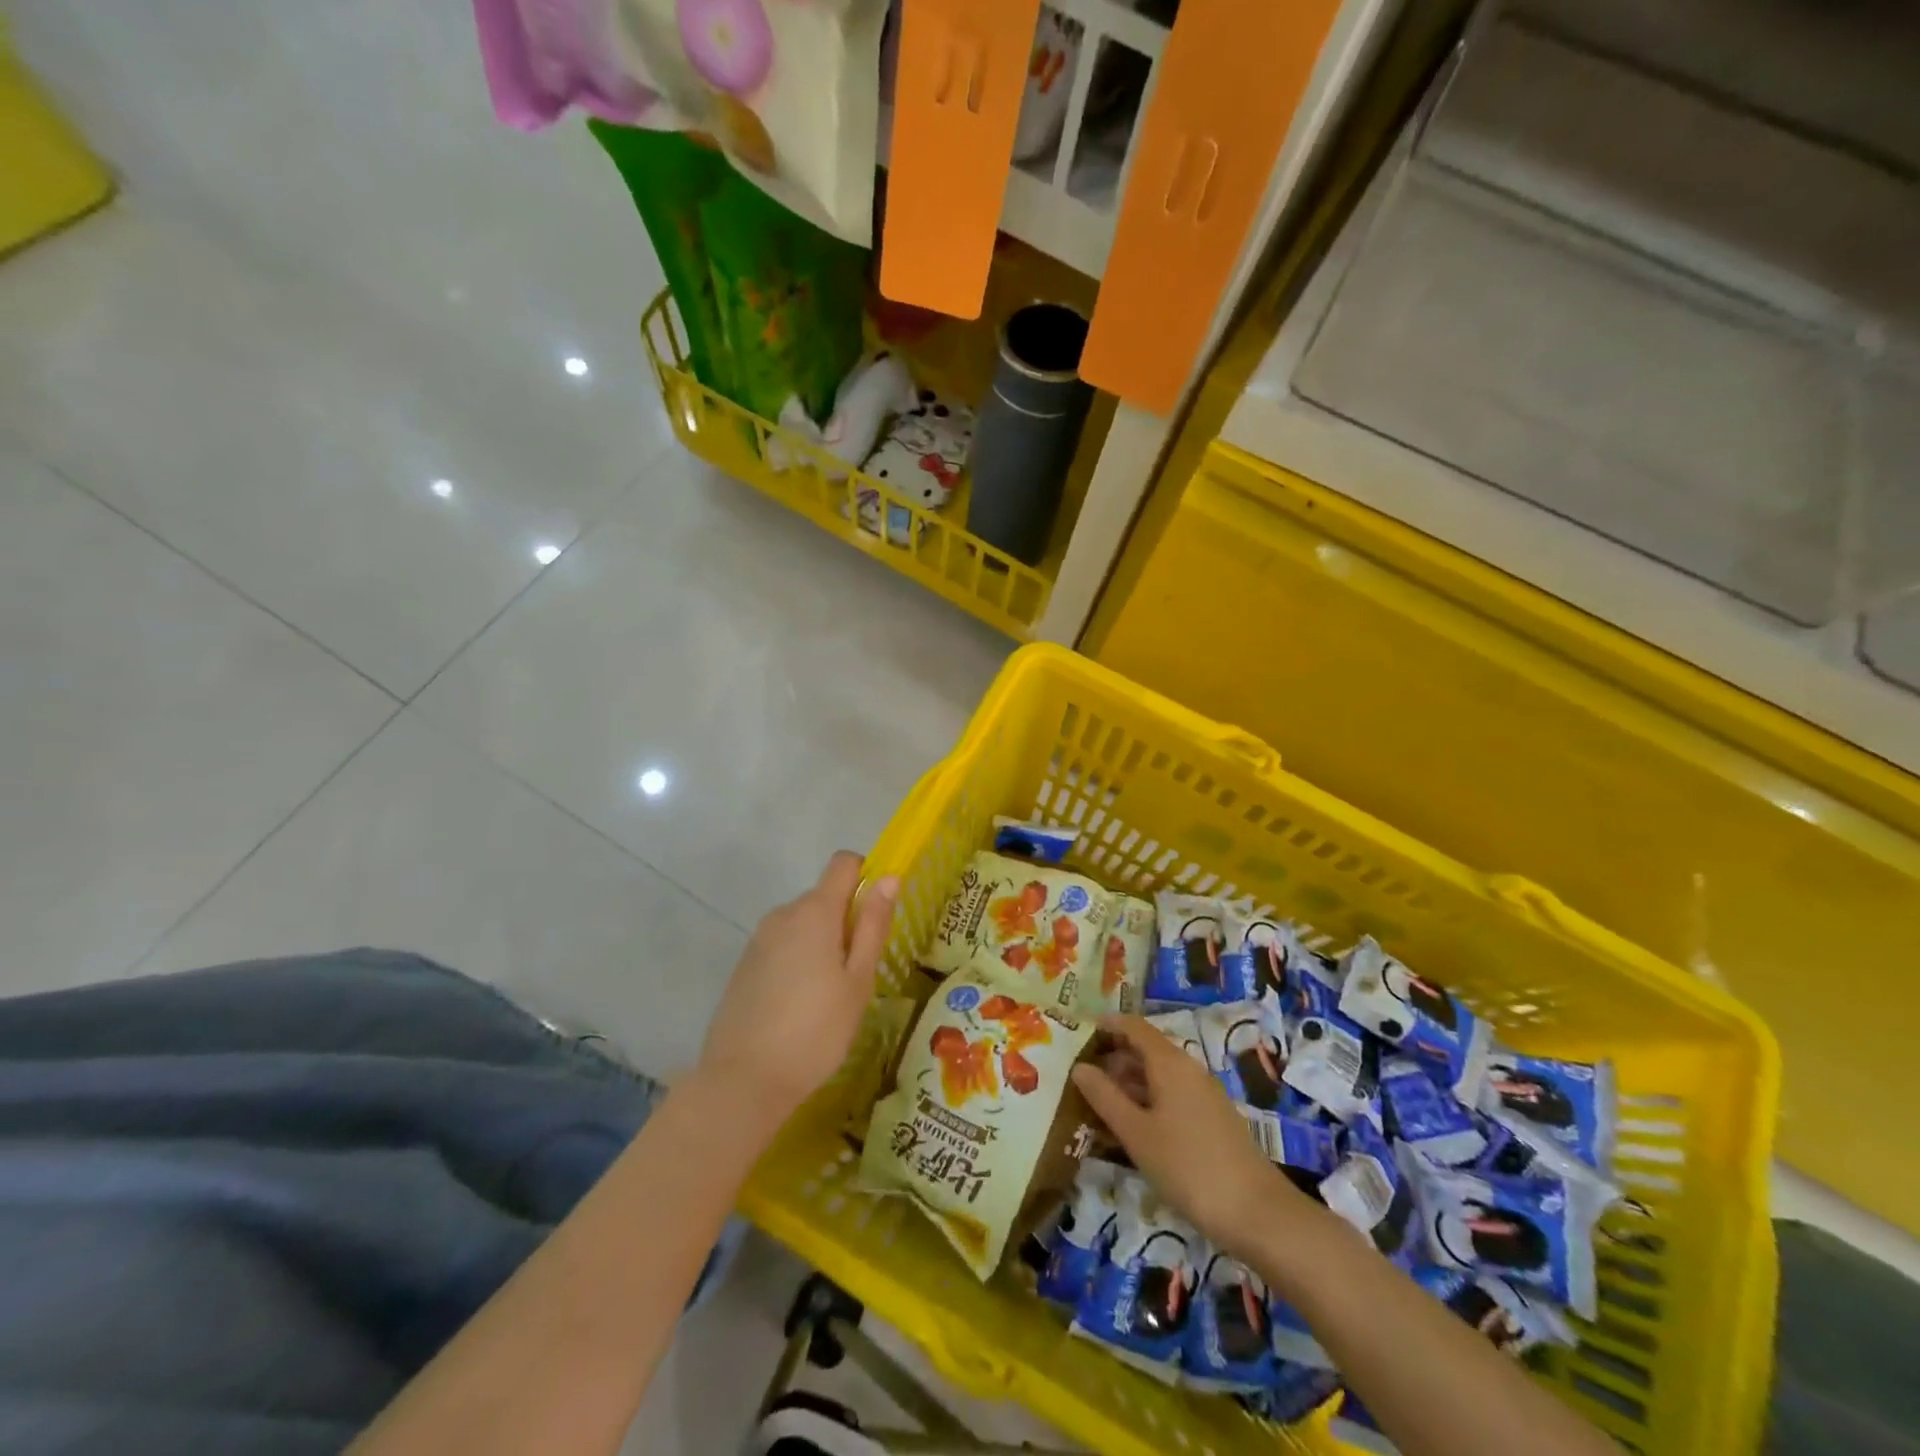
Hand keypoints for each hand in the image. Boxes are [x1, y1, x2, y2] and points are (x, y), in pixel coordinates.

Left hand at [696, 852, 896, 1129]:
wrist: (743, 1082)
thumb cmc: (815, 1031)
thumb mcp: (858, 980)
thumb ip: (872, 925)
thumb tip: (890, 877)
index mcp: (814, 911)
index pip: (843, 863)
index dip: (866, 876)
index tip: (877, 915)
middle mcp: (782, 914)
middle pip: (824, 897)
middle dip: (846, 921)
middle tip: (858, 973)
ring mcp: (758, 939)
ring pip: (803, 924)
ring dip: (823, 943)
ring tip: (831, 995)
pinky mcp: (744, 965)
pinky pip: (782, 946)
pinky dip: (798, 960)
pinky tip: (800, 1006)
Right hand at [1072, 1014, 1315, 1253]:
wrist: (1257, 1213)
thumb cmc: (1188, 1166)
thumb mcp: (1136, 1133)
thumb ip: (1105, 1096)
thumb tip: (1079, 1066)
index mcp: (1169, 1062)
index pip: (1134, 1026)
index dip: (1107, 1025)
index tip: (1079, 1033)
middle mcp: (1188, 1068)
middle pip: (1146, 1049)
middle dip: (1113, 1057)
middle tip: (1080, 1074)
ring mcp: (1204, 1094)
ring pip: (1159, 1075)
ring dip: (1129, 1083)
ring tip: (1098, 1102)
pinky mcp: (1213, 1119)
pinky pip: (1172, 1096)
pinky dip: (1147, 1101)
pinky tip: (1132, 1128)